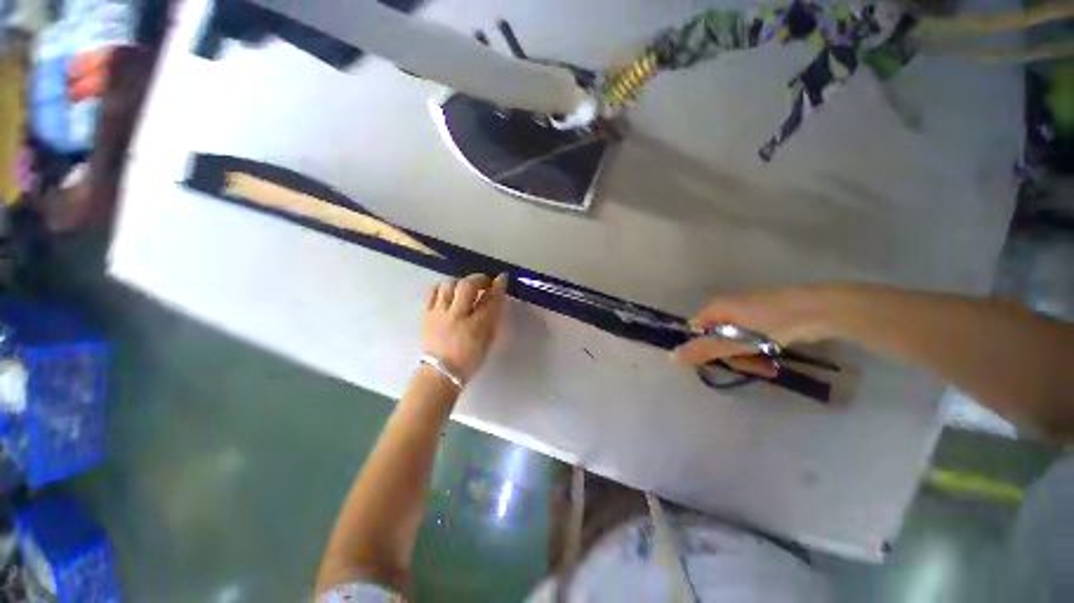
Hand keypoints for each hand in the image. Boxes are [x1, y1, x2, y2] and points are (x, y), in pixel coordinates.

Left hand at [423, 274, 507, 382]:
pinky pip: (432, 292)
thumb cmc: (469, 359)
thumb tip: (497, 299)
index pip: (489, 299)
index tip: (502, 278)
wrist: (440, 372)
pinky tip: (448, 291)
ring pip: (449, 286)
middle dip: (479, 279)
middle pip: (468, 286)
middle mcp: (457, 315)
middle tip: (485, 281)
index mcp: (476, 325)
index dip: (497, 286)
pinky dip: (442, 287)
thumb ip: (493, 319)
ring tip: (466, 288)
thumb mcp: (487, 341)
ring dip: (461, 283)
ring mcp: (440, 313)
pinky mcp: (427, 314)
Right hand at [672, 285, 841, 376]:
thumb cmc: (773, 323)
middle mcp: (727, 305)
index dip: (704, 349)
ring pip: (735, 338)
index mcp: (716, 307)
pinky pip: (751, 334)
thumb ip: (704, 349)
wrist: (820, 309)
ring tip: (767, 367)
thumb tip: (671, 357)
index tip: (720, 363)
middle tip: (751, 368)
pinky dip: (758, 347)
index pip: (696, 330)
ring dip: (747, 355)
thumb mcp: (736, 341)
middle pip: (716, 336)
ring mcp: (747, 309)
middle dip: (732, 356)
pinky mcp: (765, 314)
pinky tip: (772, 356)